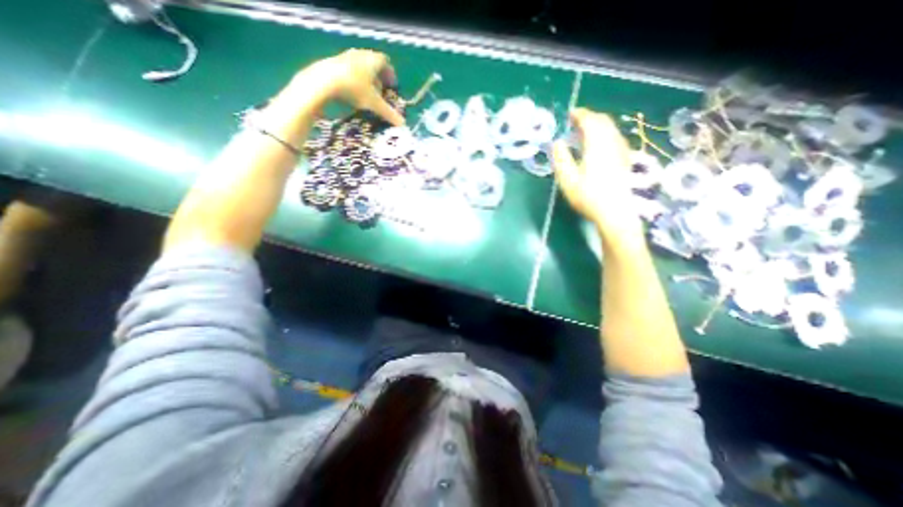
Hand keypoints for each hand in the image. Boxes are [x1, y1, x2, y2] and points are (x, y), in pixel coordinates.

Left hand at [288, 47, 405, 124]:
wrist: (324, 81)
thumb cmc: (355, 89)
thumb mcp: (374, 104)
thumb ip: (389, 113)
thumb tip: (403, 124)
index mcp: (373, 60)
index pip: (385, 62)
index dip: (390, 73)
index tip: (392, 85)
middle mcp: (360, 54)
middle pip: (373, 63)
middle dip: (379, 77)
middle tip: (381, 90)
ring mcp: (346, 57)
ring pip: (361, 66)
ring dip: (366, 78)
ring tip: (368, 93)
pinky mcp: (334, 62)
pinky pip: (349, 69)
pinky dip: (355, 79)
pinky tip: (353, 92)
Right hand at [550, 108, 640, 243]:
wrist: (615, 212)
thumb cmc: (588, 197)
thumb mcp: (567, 180)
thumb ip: (561, 159)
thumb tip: (557, 143)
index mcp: (597, 145)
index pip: (590, 121)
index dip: (580, 114)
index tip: (570, 114)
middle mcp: (611, 143)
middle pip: (603, 121)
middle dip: (589, 118)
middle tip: (575, 122)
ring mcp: (621, 151)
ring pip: (611, 129)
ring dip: (597, 125)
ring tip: (584, 132)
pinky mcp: (625, 160)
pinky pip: (614, 138)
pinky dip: (604, 134)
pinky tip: (598, 145)